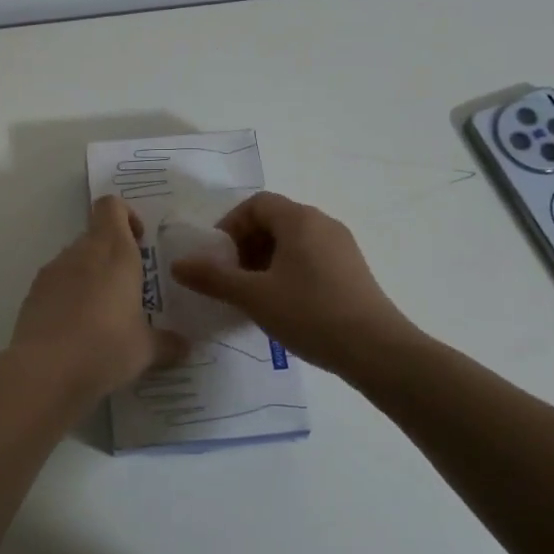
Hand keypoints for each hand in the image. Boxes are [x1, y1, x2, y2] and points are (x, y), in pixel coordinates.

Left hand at [9, 196, 184, 401]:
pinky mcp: (31, 295)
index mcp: (114, 252)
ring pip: (74, 260)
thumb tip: (184, 346)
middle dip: (113, 255)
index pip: (111, 206)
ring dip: (90, 277)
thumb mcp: (146, 350)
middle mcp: (81, 253)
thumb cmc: (106, 348)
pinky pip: (56, 285)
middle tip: (129, 290)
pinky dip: (67, 297)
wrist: (44, 372)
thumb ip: (167, 343)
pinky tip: (77, 332)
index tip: (140, 242)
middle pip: (95, 235)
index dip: (126, 216)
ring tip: (103, 316)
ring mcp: (51, 272)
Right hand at [169, 191, 419, 374]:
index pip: (256, 204)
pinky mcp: (352, 271)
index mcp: (299, 220)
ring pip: (292, 242)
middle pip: (274, 221)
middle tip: (230, 278)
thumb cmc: (309, 313)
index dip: (230, 225)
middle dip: (245, 245)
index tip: (217, 256)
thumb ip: (212, 278)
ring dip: (265, 261)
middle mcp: (323, 224)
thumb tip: (177, 265)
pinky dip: (287, 271)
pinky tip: (281, 305)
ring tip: (252, 295)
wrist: (376, 350)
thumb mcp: (253, 296)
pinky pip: (310, 258)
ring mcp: (342, 247)